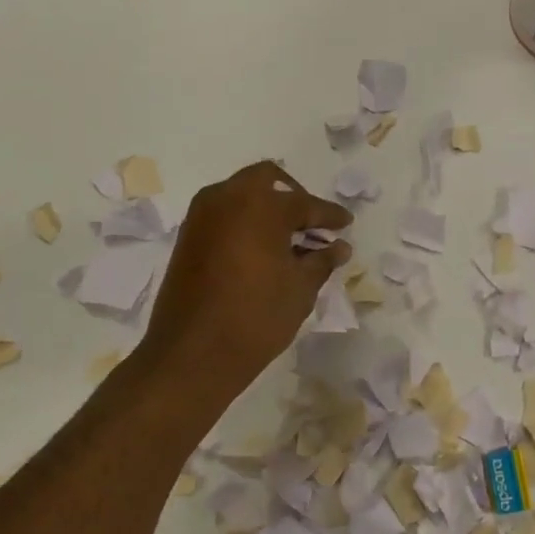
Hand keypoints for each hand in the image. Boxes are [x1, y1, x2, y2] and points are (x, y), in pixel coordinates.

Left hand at [141, 161, 352, 391]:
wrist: (192, 353)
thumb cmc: (256, 317)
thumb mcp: (300, 289)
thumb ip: (321, 261)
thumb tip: (338, 247)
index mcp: (261, 205)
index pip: (305, 204)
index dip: (330, 216)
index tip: (346, 224)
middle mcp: (227, 198)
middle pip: (267, 180)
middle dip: (293, 197)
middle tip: (311, 223)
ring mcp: (202, 215)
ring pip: (241, 193)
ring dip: (265, 206)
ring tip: (288, 238)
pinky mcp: (188, 235)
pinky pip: (223, 213)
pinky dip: (244, 220)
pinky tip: (261, 248)